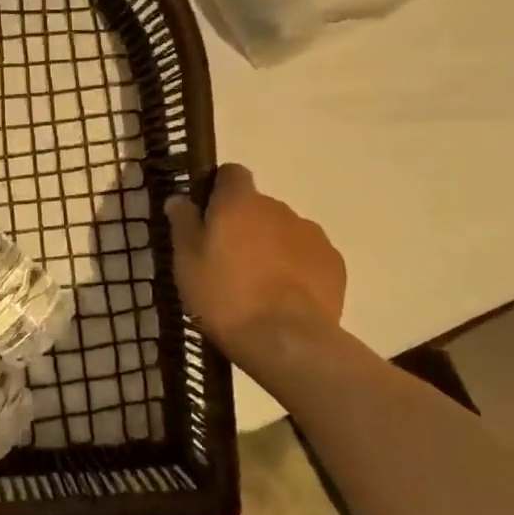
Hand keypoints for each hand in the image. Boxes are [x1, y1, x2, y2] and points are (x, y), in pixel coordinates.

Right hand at [166, 164, 346, 354]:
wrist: (286, 340)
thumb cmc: (224, 296)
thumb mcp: (186, 262)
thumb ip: (183, 224)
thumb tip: (180, 199)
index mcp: (239, 202)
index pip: (231, 174)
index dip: (218, 190)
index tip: (207, 215)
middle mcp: (278, 208)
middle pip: (257, 206)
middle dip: (244, 226)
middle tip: (227, 261)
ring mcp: (311, 234)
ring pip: (283, 232)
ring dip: (270, 247)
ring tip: (257, 285)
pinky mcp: (333, 263)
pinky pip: (307, 256)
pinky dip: (295, 268)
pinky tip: (284, 298)